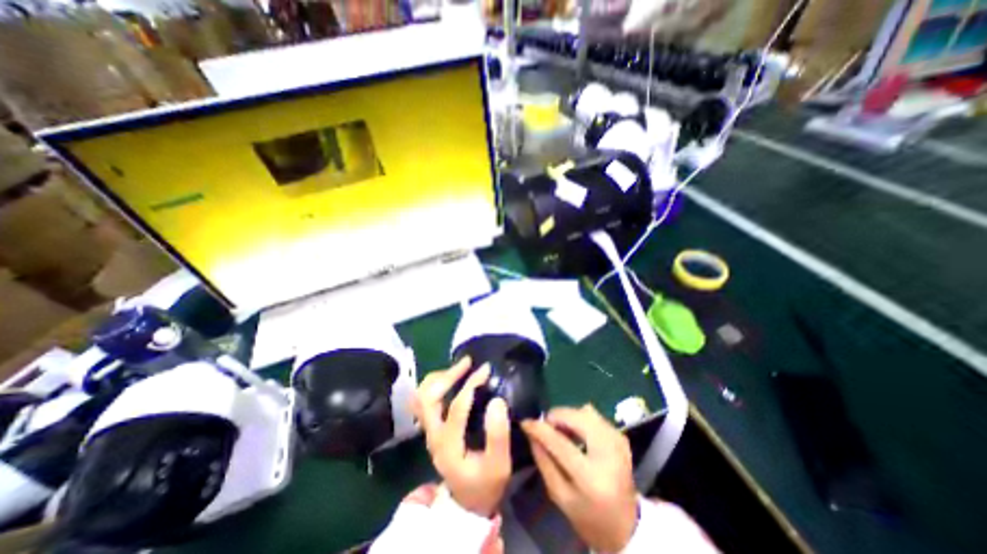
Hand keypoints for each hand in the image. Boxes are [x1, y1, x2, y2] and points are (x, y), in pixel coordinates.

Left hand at [412, 357, 513, 515]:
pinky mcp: (432, 427)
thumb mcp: (499, 465)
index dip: (470, 385)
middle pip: (428, 397)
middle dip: (448, 375)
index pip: (456, 407)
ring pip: (421, 396)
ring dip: (439, 377)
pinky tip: (453, 379)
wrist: (467, 501)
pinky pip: (425, 399)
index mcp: (448, 445)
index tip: (486, 370)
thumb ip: (499, 435)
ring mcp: (429, 431)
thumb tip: (497, 401)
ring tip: (461, 367)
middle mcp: (433, 436)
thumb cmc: (485, 483)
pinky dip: (436, 384)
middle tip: (468, 363)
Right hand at [520, 406, 634, 550]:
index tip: (525, 422)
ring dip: (568, 416)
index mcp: (592, 477)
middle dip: (556, 417)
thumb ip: (544, 462)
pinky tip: (576, 432)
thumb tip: (531, 432)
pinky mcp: (621, 436)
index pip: (560, 443)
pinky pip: (594, 415)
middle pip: (576, 418)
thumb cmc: (589, 516)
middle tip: (546, 427)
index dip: (540, 429)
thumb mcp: (560, 496)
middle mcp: (609, 453)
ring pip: (585, 412)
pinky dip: (580, 419)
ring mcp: (618, 441)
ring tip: (561, 431)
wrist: (627, 526)